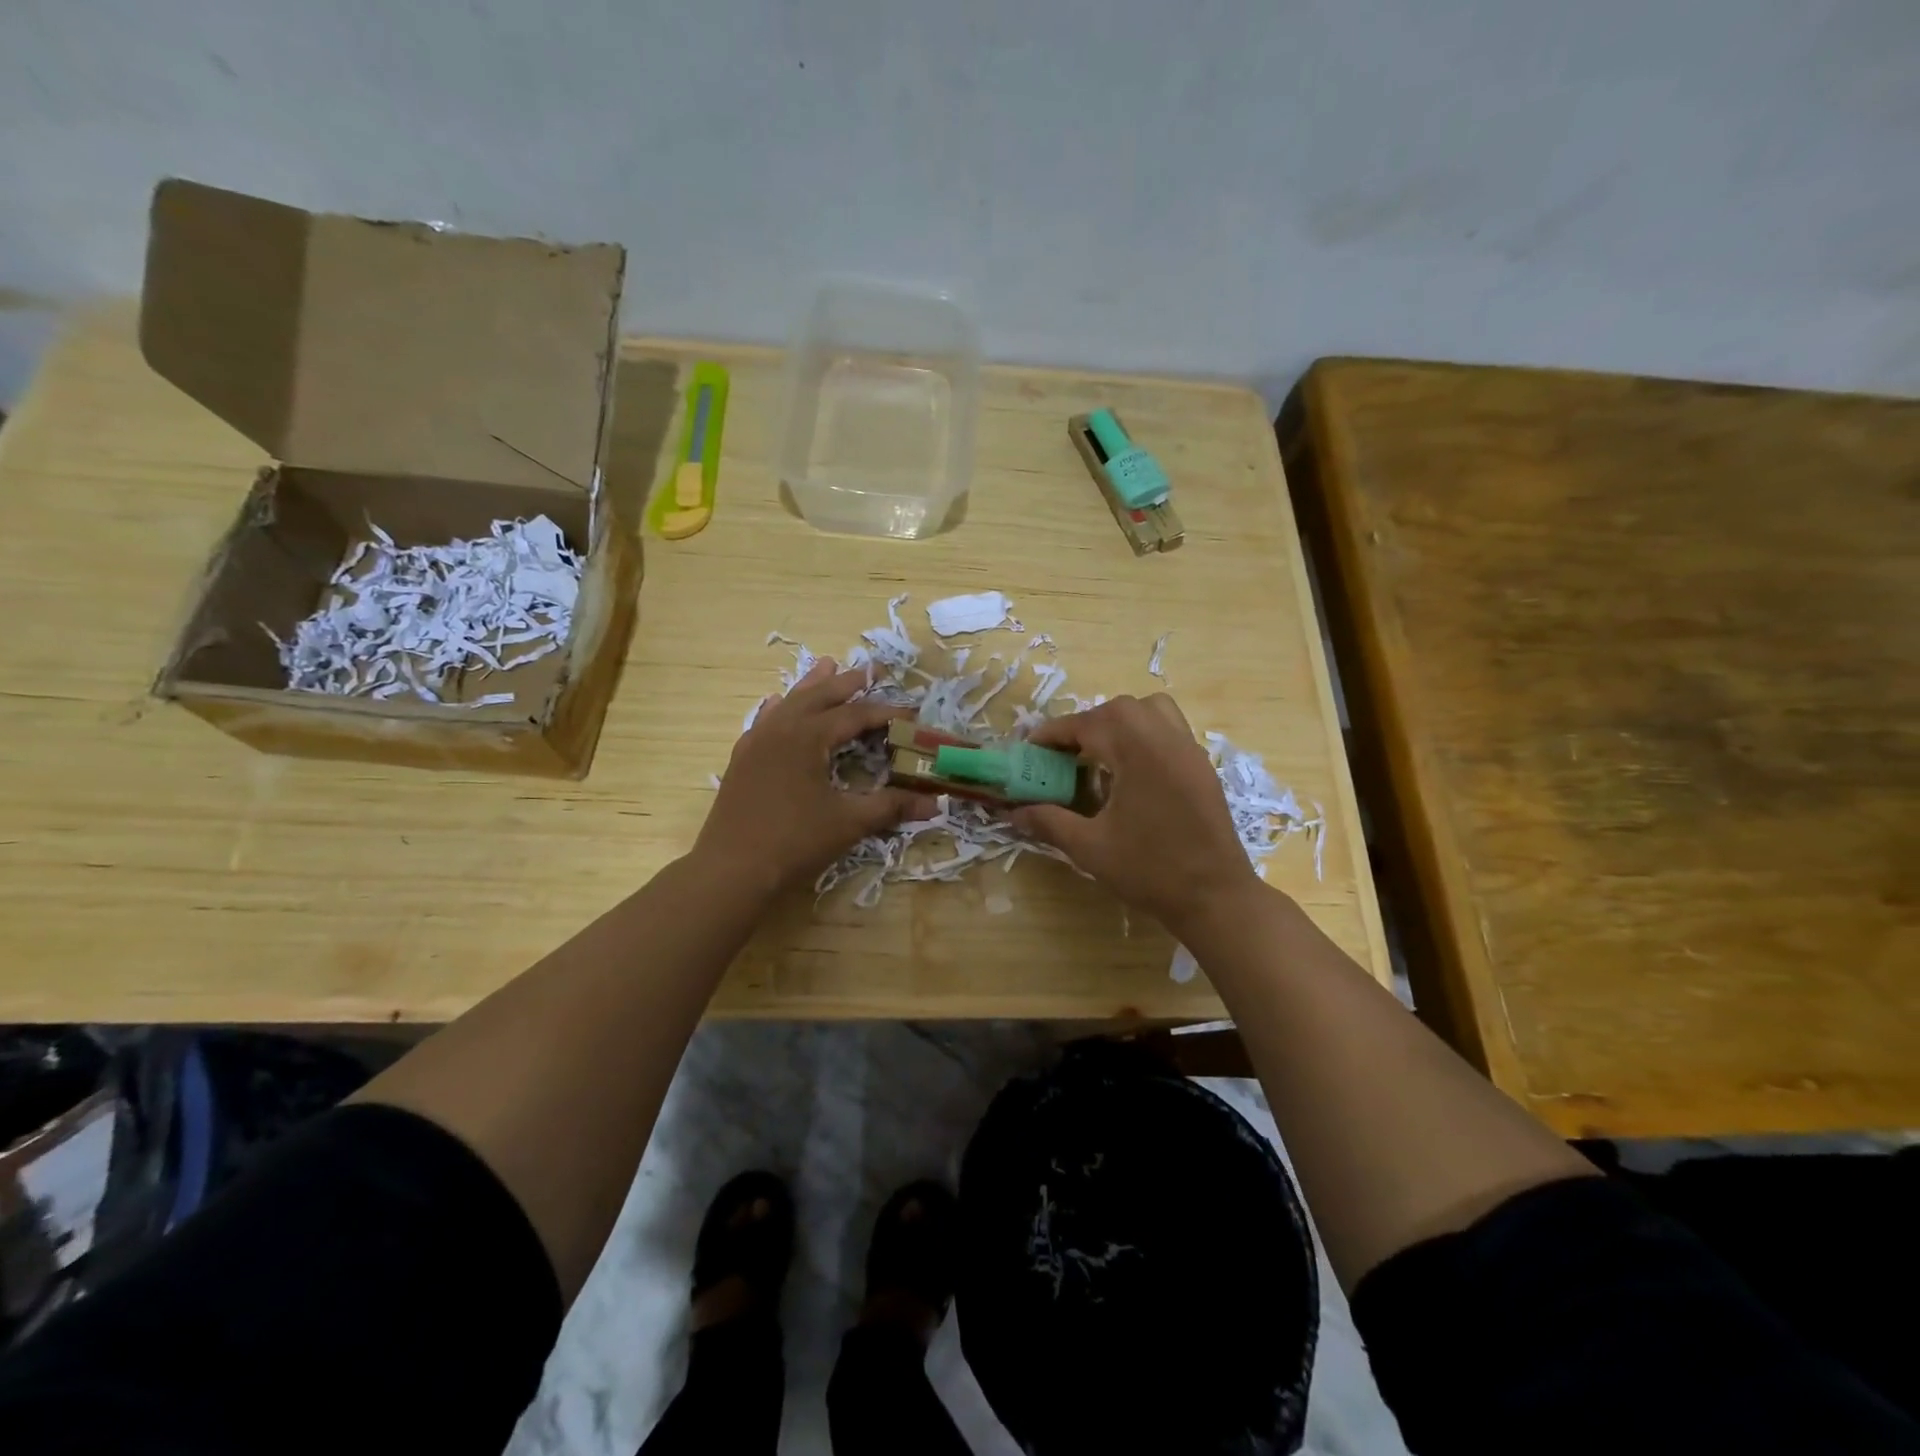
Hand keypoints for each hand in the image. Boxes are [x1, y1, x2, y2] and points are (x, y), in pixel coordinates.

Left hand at [695, 658, 937, 898]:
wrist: (731, 870)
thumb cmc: (794, 842)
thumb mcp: (849, 822)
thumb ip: (891, 806)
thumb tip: (935, 803)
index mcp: (808, 736)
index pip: (855, 715)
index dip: (886, 713)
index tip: (911, 715)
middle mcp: (781, 729)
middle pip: (819, 696)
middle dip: (847, 683)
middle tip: (870, 669)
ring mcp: (756, 742)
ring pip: (789, 703)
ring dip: (812, 686)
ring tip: (827, 666)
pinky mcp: (742, 760)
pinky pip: (764, 720)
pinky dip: (779, 708)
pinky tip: (777, 703)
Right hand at [1009, 694, 1263, 936]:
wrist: (1217, 898)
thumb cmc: (1150, 871)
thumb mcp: (1090, 847)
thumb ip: (1049, 822)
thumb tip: (1013, 813)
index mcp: (1138, 751)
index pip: (1086, 724)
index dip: (1053, 734)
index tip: (1029, 750)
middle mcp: (1166, 738)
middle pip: (1119, 710)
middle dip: (1085, 726)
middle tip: (1063, 757)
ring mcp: (1189, 750)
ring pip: (1150, 711)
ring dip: (1119, 724)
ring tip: (1099, 757)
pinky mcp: (1202, 766)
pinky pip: (1169, 731)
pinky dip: (1143, 736)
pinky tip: (1130, 774)